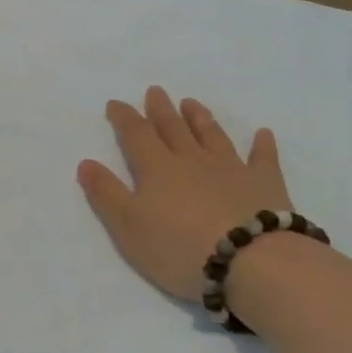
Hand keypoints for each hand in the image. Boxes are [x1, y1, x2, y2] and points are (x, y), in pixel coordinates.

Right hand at [77, 86, 293, 301]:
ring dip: (200, 118)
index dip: (124, 118)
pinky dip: (263, 145)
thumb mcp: (129, 226)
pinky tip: (263, 133)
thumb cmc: (180, 248)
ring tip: (191, 103)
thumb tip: (86, 162)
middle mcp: (192, 160)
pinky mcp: (265, 184)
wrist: (252, 261)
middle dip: (161, 109)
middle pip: (174, 128)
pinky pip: (263, 158)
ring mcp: (231, 169)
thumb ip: (106, 193)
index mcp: (157, 169)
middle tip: (156, 91)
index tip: (116, 103)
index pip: (136, 135)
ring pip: (212, 136)